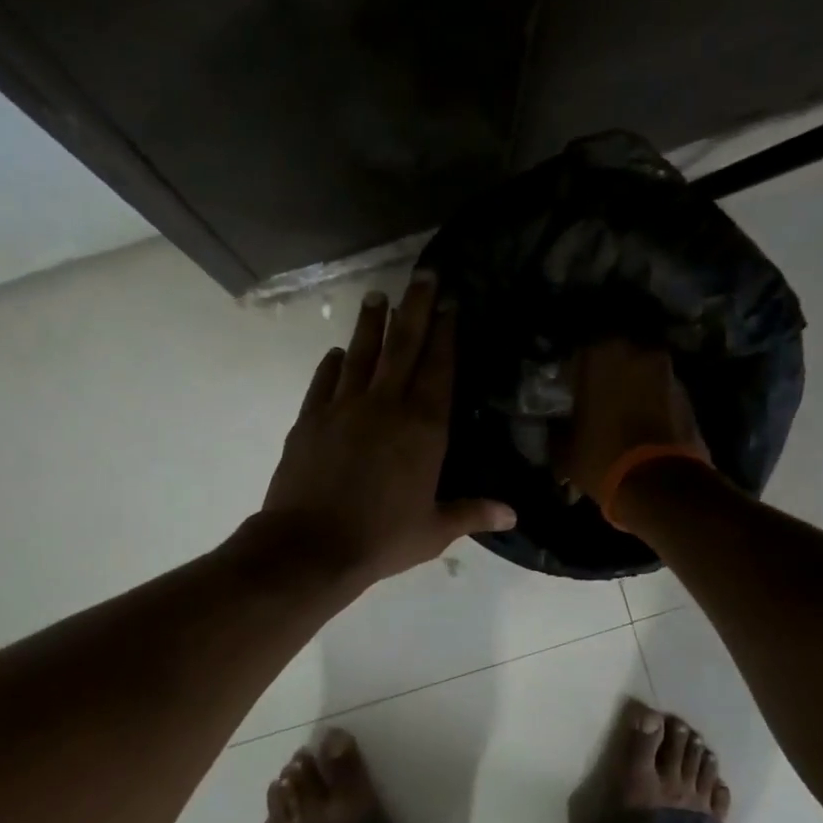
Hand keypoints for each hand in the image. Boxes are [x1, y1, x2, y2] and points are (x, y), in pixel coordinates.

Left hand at [259, 272, 515, 588]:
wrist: (311, 547)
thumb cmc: (381, 538)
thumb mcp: (434, 531)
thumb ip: (472, 513)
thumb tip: (512, 515)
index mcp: (423, 428)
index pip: (439, 370)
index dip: (447, 335)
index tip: (451, 305)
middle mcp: (386, 406)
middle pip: (404, 346)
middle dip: (416, 308)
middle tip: (424, 276)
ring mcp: (344, 407)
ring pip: (362, 354)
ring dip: (372, 324)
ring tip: (378, 296)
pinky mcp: (310, 418)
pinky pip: (324, 381)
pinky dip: (333, 364)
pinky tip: (337, 352)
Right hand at [558, 339, 709, 497]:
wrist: (661, 482)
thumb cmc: (602, 458)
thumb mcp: (565, 451)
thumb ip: (559, 430)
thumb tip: (560, 429)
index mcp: (598, 356)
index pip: (575, 359)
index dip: (568, 380)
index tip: (565, 398)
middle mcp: (635, 353)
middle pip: (613, 360)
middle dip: (603, 379)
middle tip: (593, 404)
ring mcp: (666, 371)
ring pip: (639, 374)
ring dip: (630, 390)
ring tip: (619, 418)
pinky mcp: (687, 394)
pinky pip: (659, 392)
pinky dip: (650, 403)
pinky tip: (641, 427)